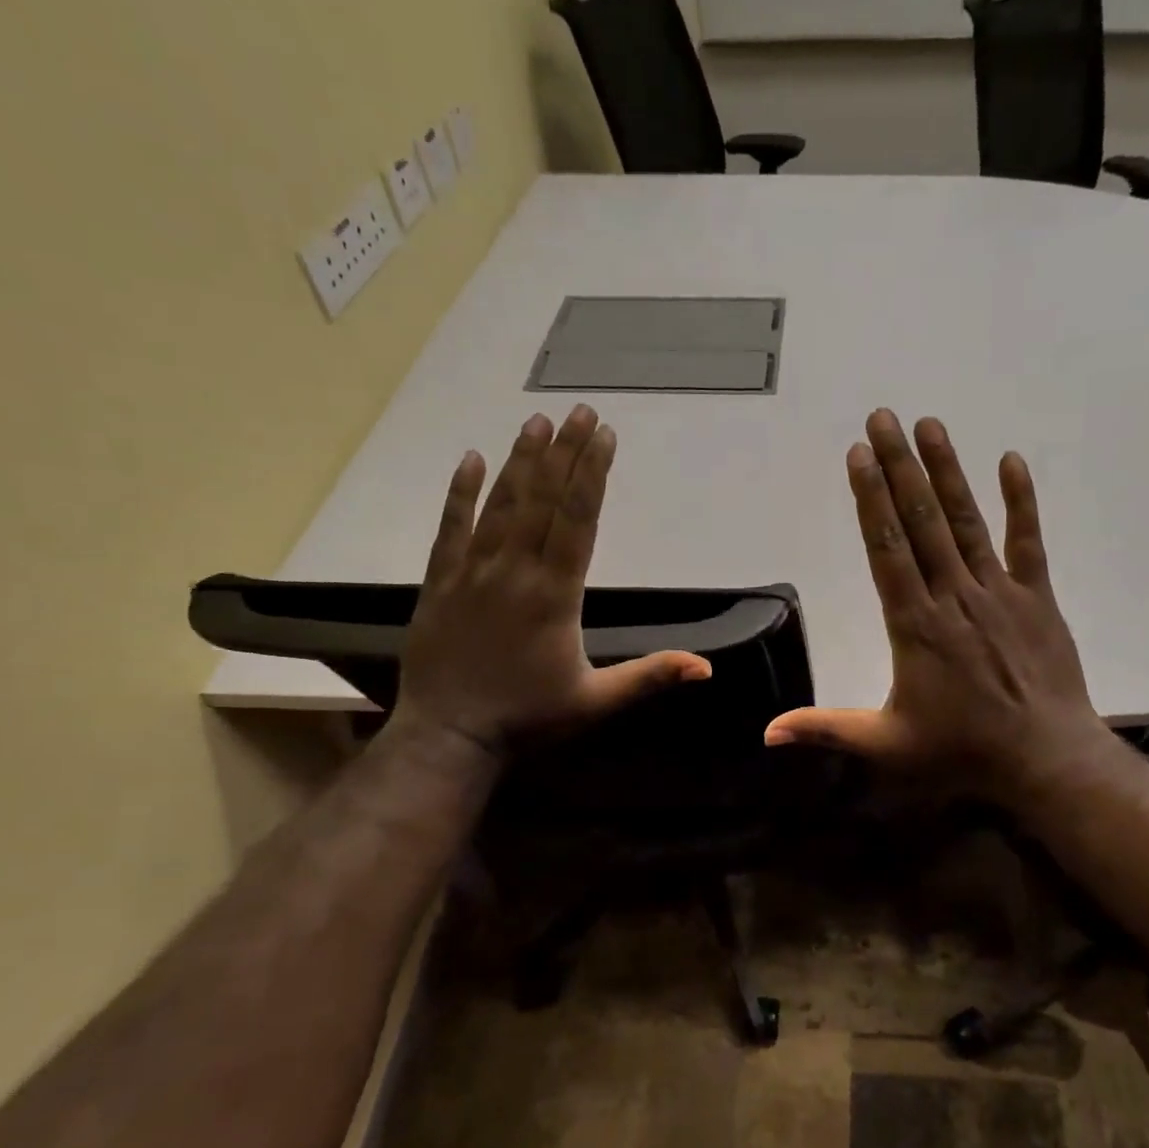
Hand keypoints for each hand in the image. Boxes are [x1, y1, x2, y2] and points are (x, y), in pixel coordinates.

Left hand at [388, 405, 710, 755]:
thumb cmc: (528, 719)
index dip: (592, 475)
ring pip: (500, 506)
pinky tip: (470, 459)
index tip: (603, 436)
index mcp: (555, 595)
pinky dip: (460, 493)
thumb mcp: (597, 701)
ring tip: (536, 421)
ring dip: (521, 461)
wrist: (449, 737)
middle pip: (543, 501)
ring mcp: (472, 573)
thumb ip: (650, 676)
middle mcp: (514, 572)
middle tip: (579, 410)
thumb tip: (707, 667)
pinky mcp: (440, 582)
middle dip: (564, 453)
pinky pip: (450, 528)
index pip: (578, 521)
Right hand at [764, 410, 1114, 803]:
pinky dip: (1020, 502)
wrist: (1046, 759)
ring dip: (946, 471)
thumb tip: (767, 733)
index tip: (857, 456)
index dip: (870, 499)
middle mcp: (955, 596)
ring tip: (928, 425)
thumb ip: (826, 730)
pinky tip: (1011, 461)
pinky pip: (1028, 542)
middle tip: (882, 418)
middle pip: (921, 521)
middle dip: (899, 467)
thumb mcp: (886, 746)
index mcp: (916, 625)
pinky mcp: (1038, 598)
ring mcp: (1000, 593)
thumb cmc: (963, 751)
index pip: (887, 549)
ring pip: (967, 522)